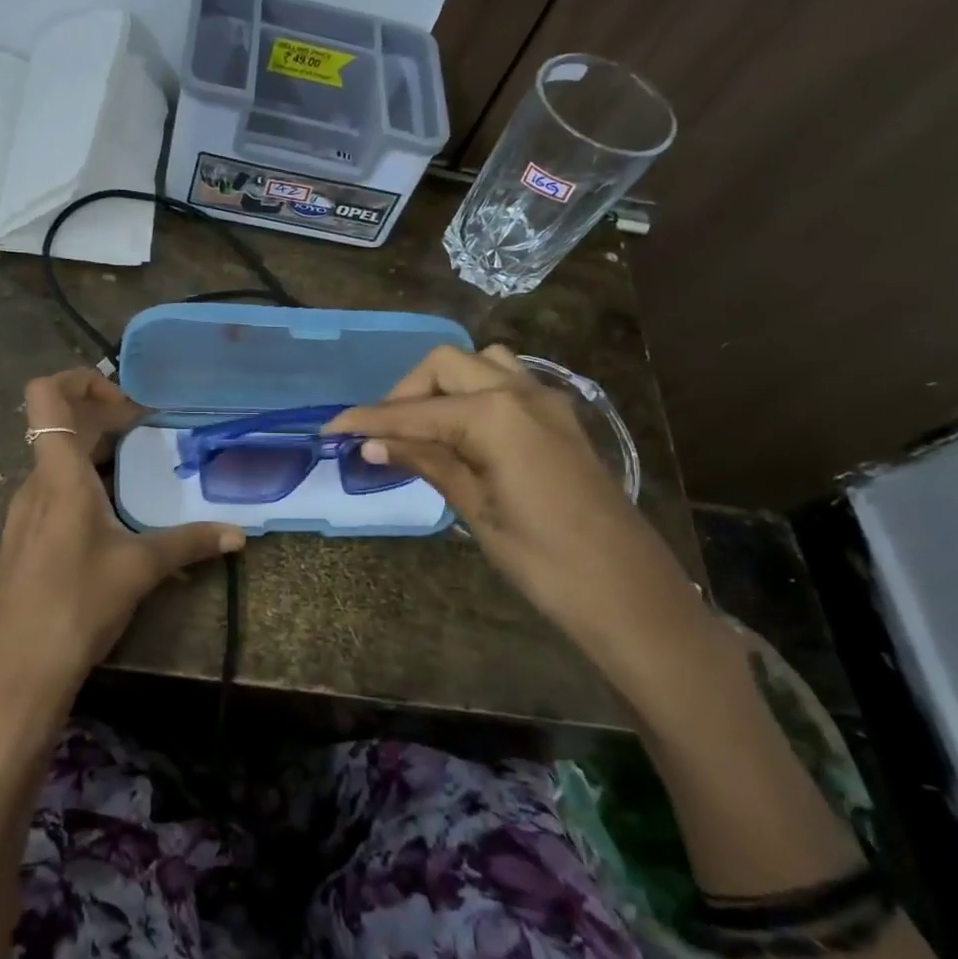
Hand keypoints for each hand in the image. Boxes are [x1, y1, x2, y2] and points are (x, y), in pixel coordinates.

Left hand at [0, 369, 242, 716]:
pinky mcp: (25, 540)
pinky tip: (115, 516)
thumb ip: (190, 543)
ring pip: (57, 460)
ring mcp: (25, 513)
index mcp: (59, 475)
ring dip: (95, 452)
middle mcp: (35, 484)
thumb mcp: (140, 569)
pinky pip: (54, 491)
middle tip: (148, 431)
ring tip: (139, 470)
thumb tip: (239, 534)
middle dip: (103, 417)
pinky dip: (84, 484)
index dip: (81, 380)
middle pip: (59, 424)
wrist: (17, 673)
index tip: (127, 404)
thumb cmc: (76, 605)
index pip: (46, 394)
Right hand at [327, 346, 697, 661]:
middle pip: (445, 365)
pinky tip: (463, 433)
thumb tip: (373, 443)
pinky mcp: (560, 418)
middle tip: (382, 434)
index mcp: (494, 415)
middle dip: (405, 392)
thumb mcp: (475, 509)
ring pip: (480, 365)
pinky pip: (507, 383)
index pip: (414, 411)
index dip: (367, 420)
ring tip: (423, 428)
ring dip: (443, 385)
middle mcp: (520, 392)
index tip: (330, 429)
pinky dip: (474, 394)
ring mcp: (546, 401)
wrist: (628, 593)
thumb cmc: (544, 560)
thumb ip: (427, 462)